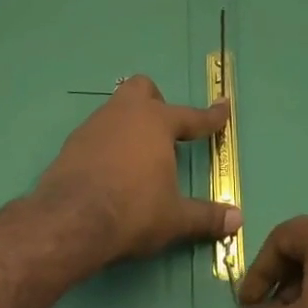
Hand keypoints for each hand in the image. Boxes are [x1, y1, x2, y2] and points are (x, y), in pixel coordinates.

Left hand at [33, 75, 238, 268]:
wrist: (70, 219)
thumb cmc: (132, 210)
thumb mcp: (174, 218)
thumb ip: (206, 216)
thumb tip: (238, 220)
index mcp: (157, 123)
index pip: (192, 116)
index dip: (211, 115)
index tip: (224, 106)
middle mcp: (126, 113)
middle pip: (143, 88)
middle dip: (156, 102)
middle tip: (164, 132)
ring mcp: (96, 124)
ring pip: (116, 108)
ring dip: (129, 124)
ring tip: (136, 156)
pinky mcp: (72, 142)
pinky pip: (97, 132)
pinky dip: (108, 143)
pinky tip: (109, 169)